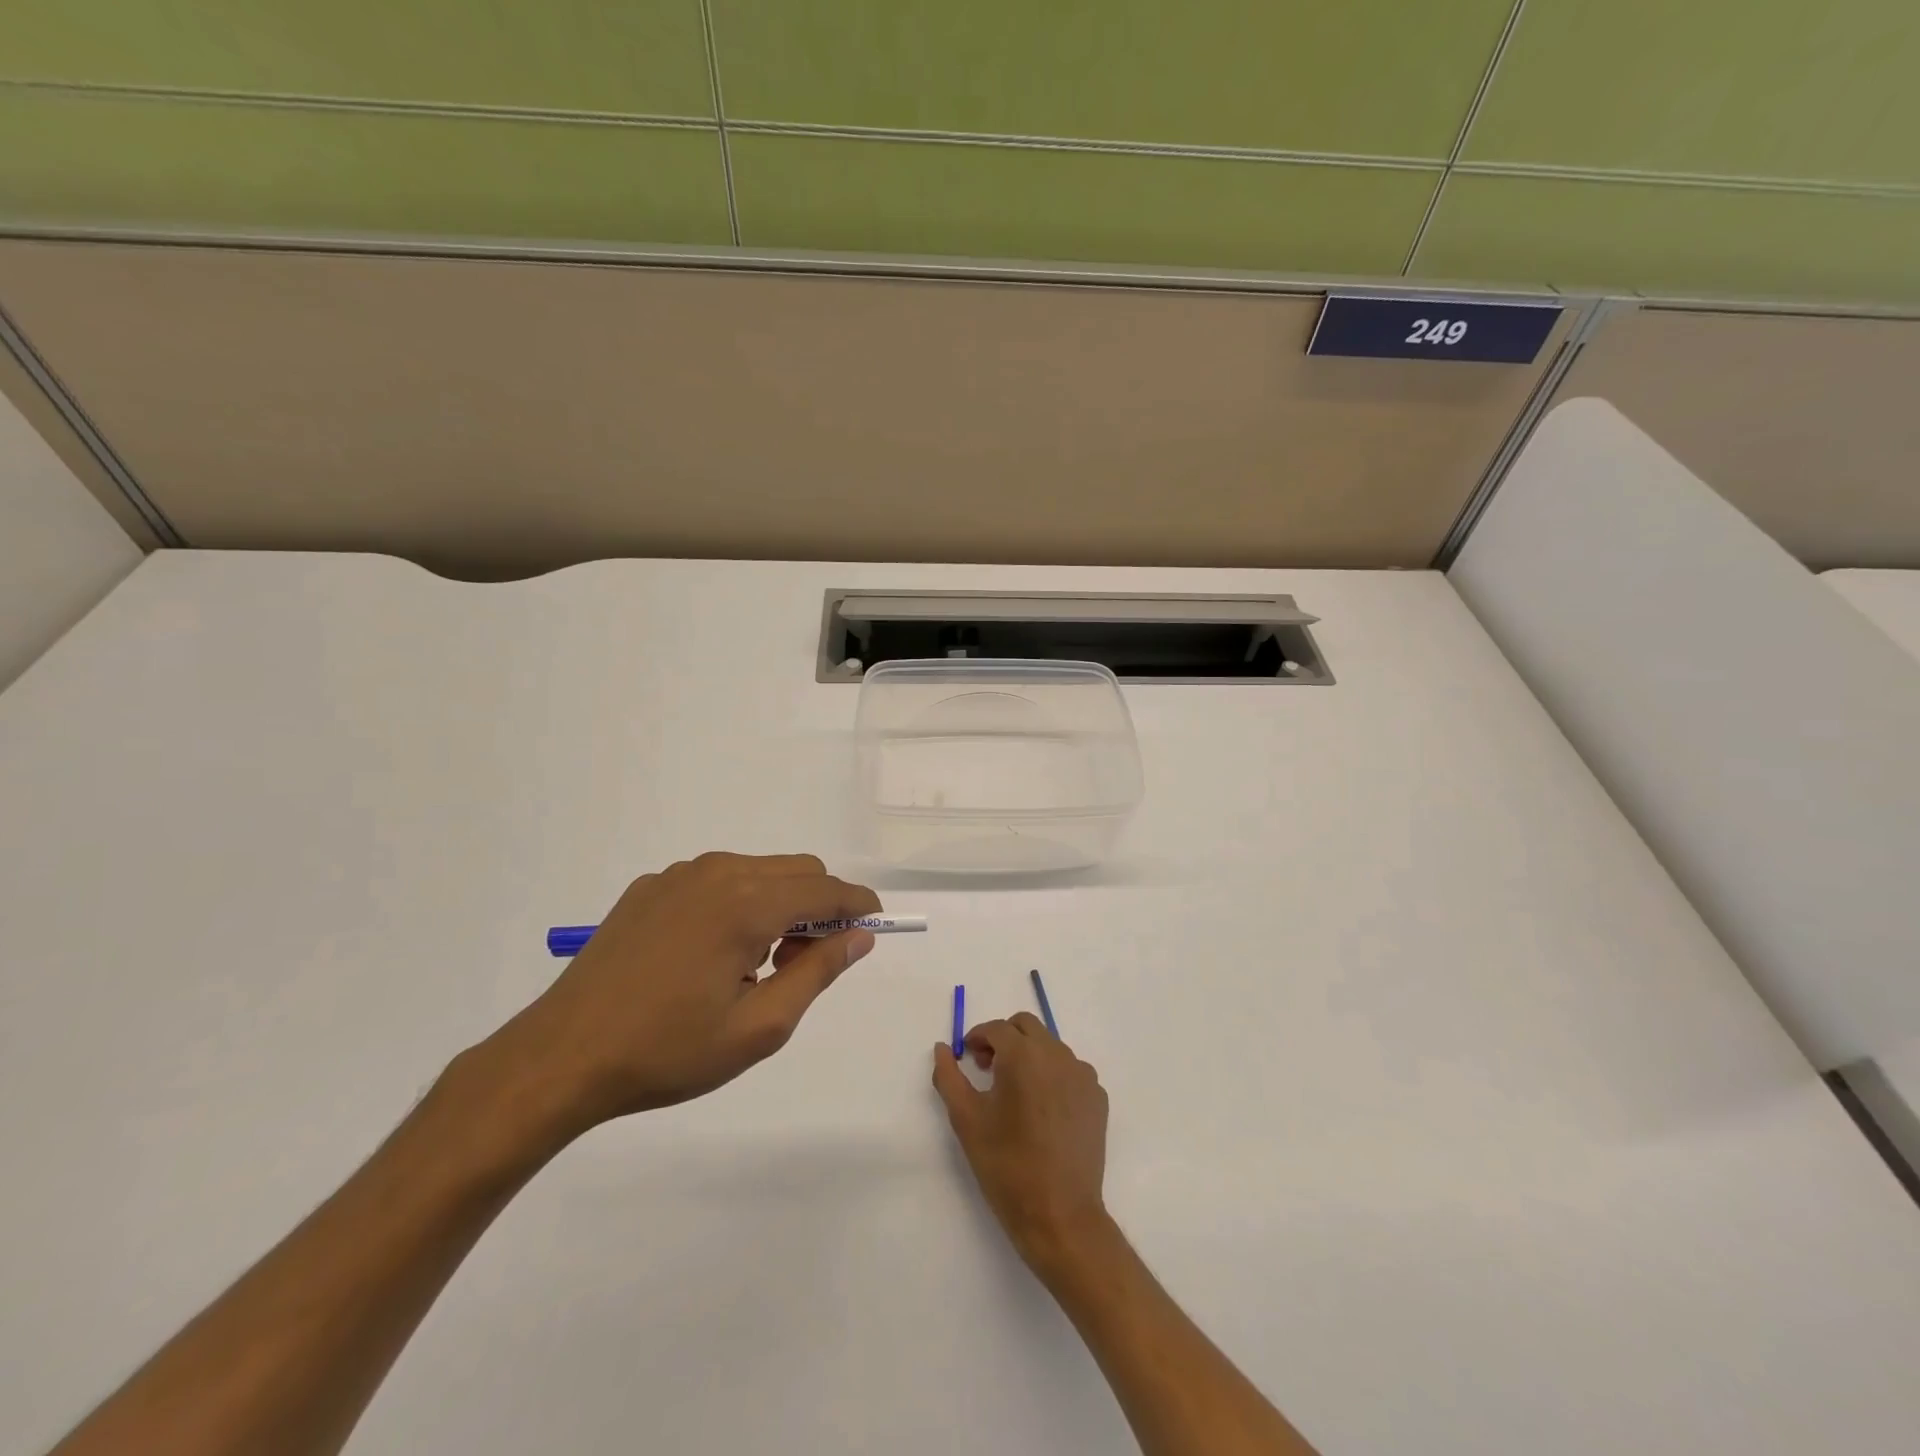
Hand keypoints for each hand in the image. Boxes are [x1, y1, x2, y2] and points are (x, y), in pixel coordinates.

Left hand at [489, 853, 880, 1136]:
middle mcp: (717, 873)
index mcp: (747, 904)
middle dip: (819, 907)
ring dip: (778, 904)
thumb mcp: (758, 1028)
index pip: (826, 890)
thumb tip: (860, 936)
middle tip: (804, 964)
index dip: (859, 905)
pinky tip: (709, 955)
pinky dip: (737, 903)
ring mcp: (679, 875)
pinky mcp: (651, 887)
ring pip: (758, 871)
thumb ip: (818, 973)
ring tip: (755, 965)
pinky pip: (716, 880)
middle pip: (797, 870)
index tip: (875, 926)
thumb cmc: (667, 1051)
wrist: (561, 1057)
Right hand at [932, 1013, 1110, 1268]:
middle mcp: (1057, 1055)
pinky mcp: (1098, 1097)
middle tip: (989, 1069)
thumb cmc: (1007, 1165)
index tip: (968, 1058)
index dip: (977, 1038)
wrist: (1060, 1215)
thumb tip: (943, 1048)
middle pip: (1027, 1027)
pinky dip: (1053, 1076)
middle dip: (1004, 1039)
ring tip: (1016, 1093)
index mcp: (1023, 1055)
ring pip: (1050, 1046)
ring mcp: (1082, 1075)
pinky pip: (1071, 1071)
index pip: (997, 1028)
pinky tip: (1043, 1110)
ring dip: (1029, 1056)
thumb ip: (948, 1076)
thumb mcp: (966, 1120)